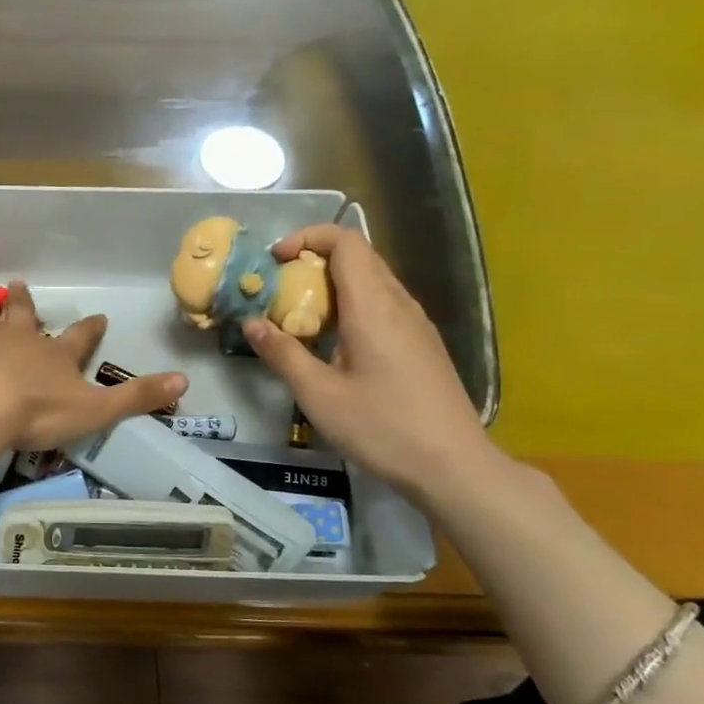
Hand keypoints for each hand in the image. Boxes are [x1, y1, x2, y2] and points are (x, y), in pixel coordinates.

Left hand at [0, 282, 186, 453]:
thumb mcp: (96, 410)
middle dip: (24, 300)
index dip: (91, 328)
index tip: (98, 317)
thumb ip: (137, 397)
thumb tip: (185, 380)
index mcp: (57, 355)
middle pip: (23, 312)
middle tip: (20, 284)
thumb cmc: (38, 412)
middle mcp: (20, 337)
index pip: (81, 337)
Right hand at [241, 226, 496, 503]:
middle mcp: (399, 304)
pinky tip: (333, 343)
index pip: (346, 241)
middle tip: (278, 288)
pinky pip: (383, 305)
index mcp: (373, 306)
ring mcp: (416, 323)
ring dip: (332, 285)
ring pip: (372, 281)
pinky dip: (351, 306)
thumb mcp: (319, 395)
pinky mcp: (422, 344)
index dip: (308, 237)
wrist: (453, 466)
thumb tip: (250, 323)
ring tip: (299, 314)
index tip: (275, 259)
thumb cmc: (382, 428)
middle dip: (314, 260)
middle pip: (358, 256)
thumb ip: (283, 353)